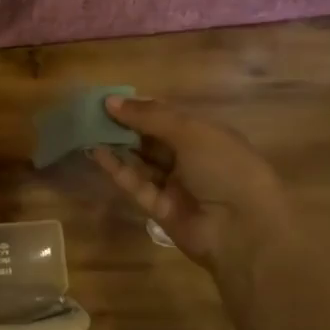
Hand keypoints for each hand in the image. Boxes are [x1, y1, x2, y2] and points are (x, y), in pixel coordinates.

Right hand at [89, 97, 297, 272]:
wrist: (242, 229)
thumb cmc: (225, 168)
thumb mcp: (191, 132)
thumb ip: (150, 116)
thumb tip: (111, 102)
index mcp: (207, 136)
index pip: (169, 118)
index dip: (141, 108)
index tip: (111, 100)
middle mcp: (192, 159)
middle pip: (152, 139)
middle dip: (125, 126)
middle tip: (92, 113)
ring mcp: (175, 186)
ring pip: (141, 161)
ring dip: (117, 146)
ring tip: (87, 130)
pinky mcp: (159, 208)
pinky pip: (136, 184)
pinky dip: (117, 169)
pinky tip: (97, 152)